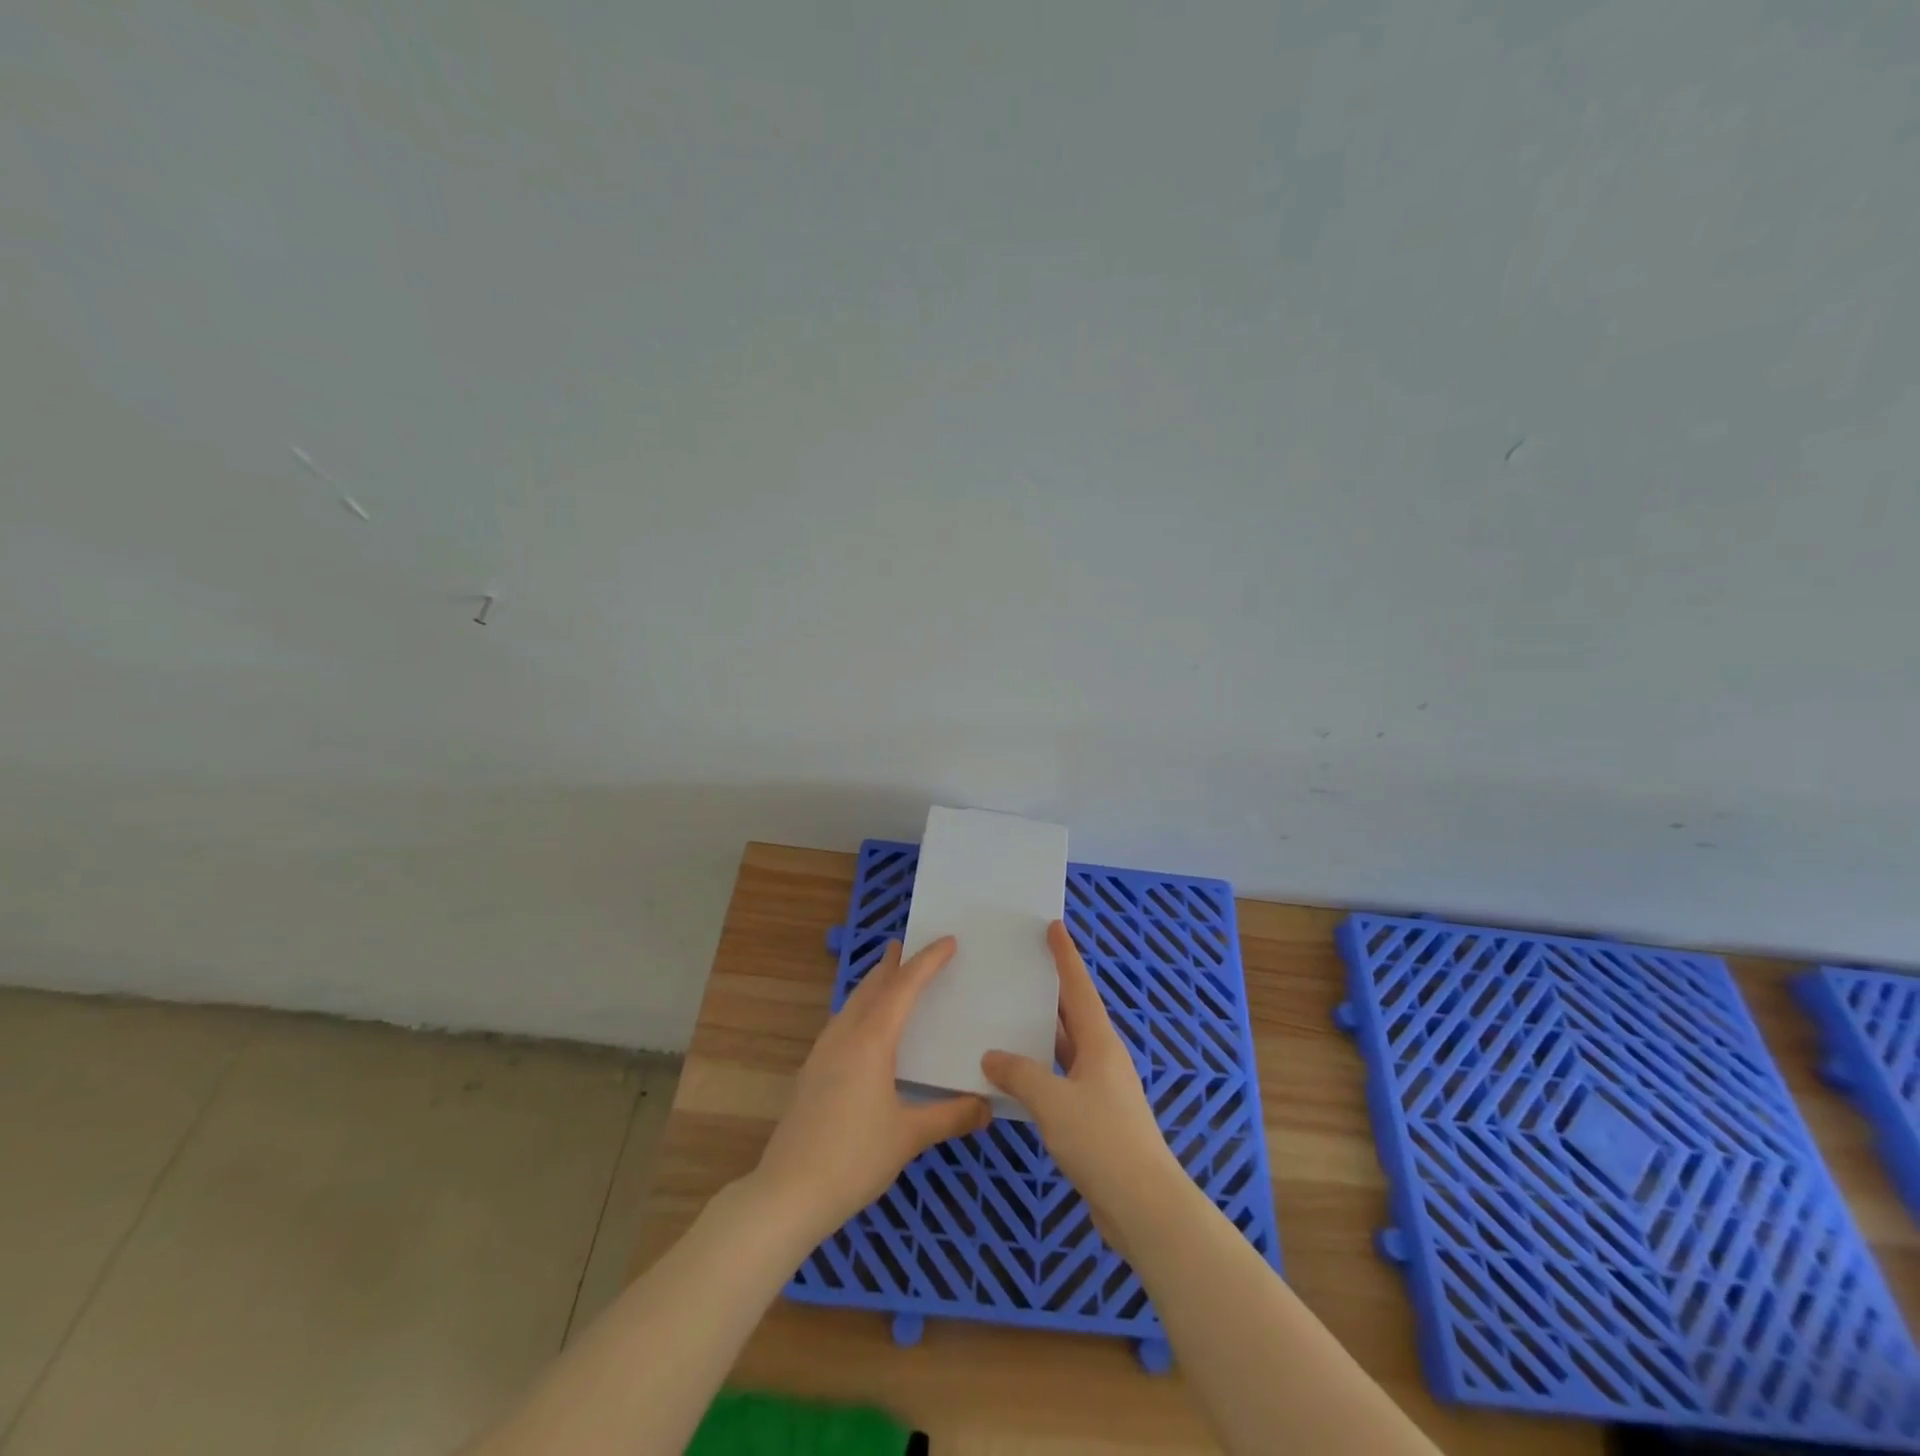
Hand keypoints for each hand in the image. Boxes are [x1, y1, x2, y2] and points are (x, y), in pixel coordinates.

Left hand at [751, 936, 990, 1243]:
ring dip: (873, 985)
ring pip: (852, 1004)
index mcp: (871, 1040)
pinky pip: (842, 1023)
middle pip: (872, 987)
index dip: (927, 961)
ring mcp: (822, 1052)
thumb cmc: (854, 1158)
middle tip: (907, 944)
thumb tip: (987, 1106)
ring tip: (888, 976)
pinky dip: (860, 1009)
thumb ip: (950, 1117)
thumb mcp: (909, 1137)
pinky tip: (864, 1028)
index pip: (904, 987)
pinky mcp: (812, 1072)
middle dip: (892, 964)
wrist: (787, 1192)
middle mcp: (844, 1036)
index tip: (948, 940)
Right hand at [981, 921, 1186, 1251]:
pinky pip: (1060, 1078)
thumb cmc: (1102, 1141)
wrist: (1144, 1206)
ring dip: (1039, 1033)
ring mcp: (1099, 1088)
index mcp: (1099, 1043)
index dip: (1065, 956)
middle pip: (1072, 1014)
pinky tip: (1014, 1075)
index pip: (1079, 988)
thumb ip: (1020, 1075)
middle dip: (1049, 990)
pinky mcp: (1094, 1117)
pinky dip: (1038, 1070)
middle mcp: (1101, 1058)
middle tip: (1018, 967)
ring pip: (1064, 1048)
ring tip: (1006, 1014)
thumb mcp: (1054, 1102)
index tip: (1053, 926)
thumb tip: (992, 1056)